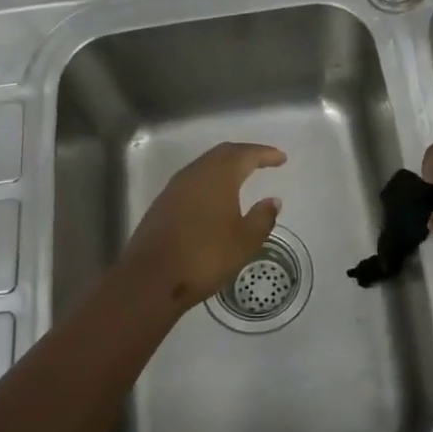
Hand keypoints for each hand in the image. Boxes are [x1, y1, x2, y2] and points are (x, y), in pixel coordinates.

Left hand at [118, 142, 287, 311]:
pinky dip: (210, 179)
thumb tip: (272, 200)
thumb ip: (262, 218)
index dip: (265, 154)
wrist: (151, 278)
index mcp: (218, 177)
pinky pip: (193, 180)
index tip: (281, 158)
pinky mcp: (163, 202)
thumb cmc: (205, 257)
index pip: (245, 155)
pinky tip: (216, 195)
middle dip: (245, 154)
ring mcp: (175, 187)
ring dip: (225, 165)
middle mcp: (195, 174)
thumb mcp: (244, 242)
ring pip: (205, 165)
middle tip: (263, 161)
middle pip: (223, 153)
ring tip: (242, 175)